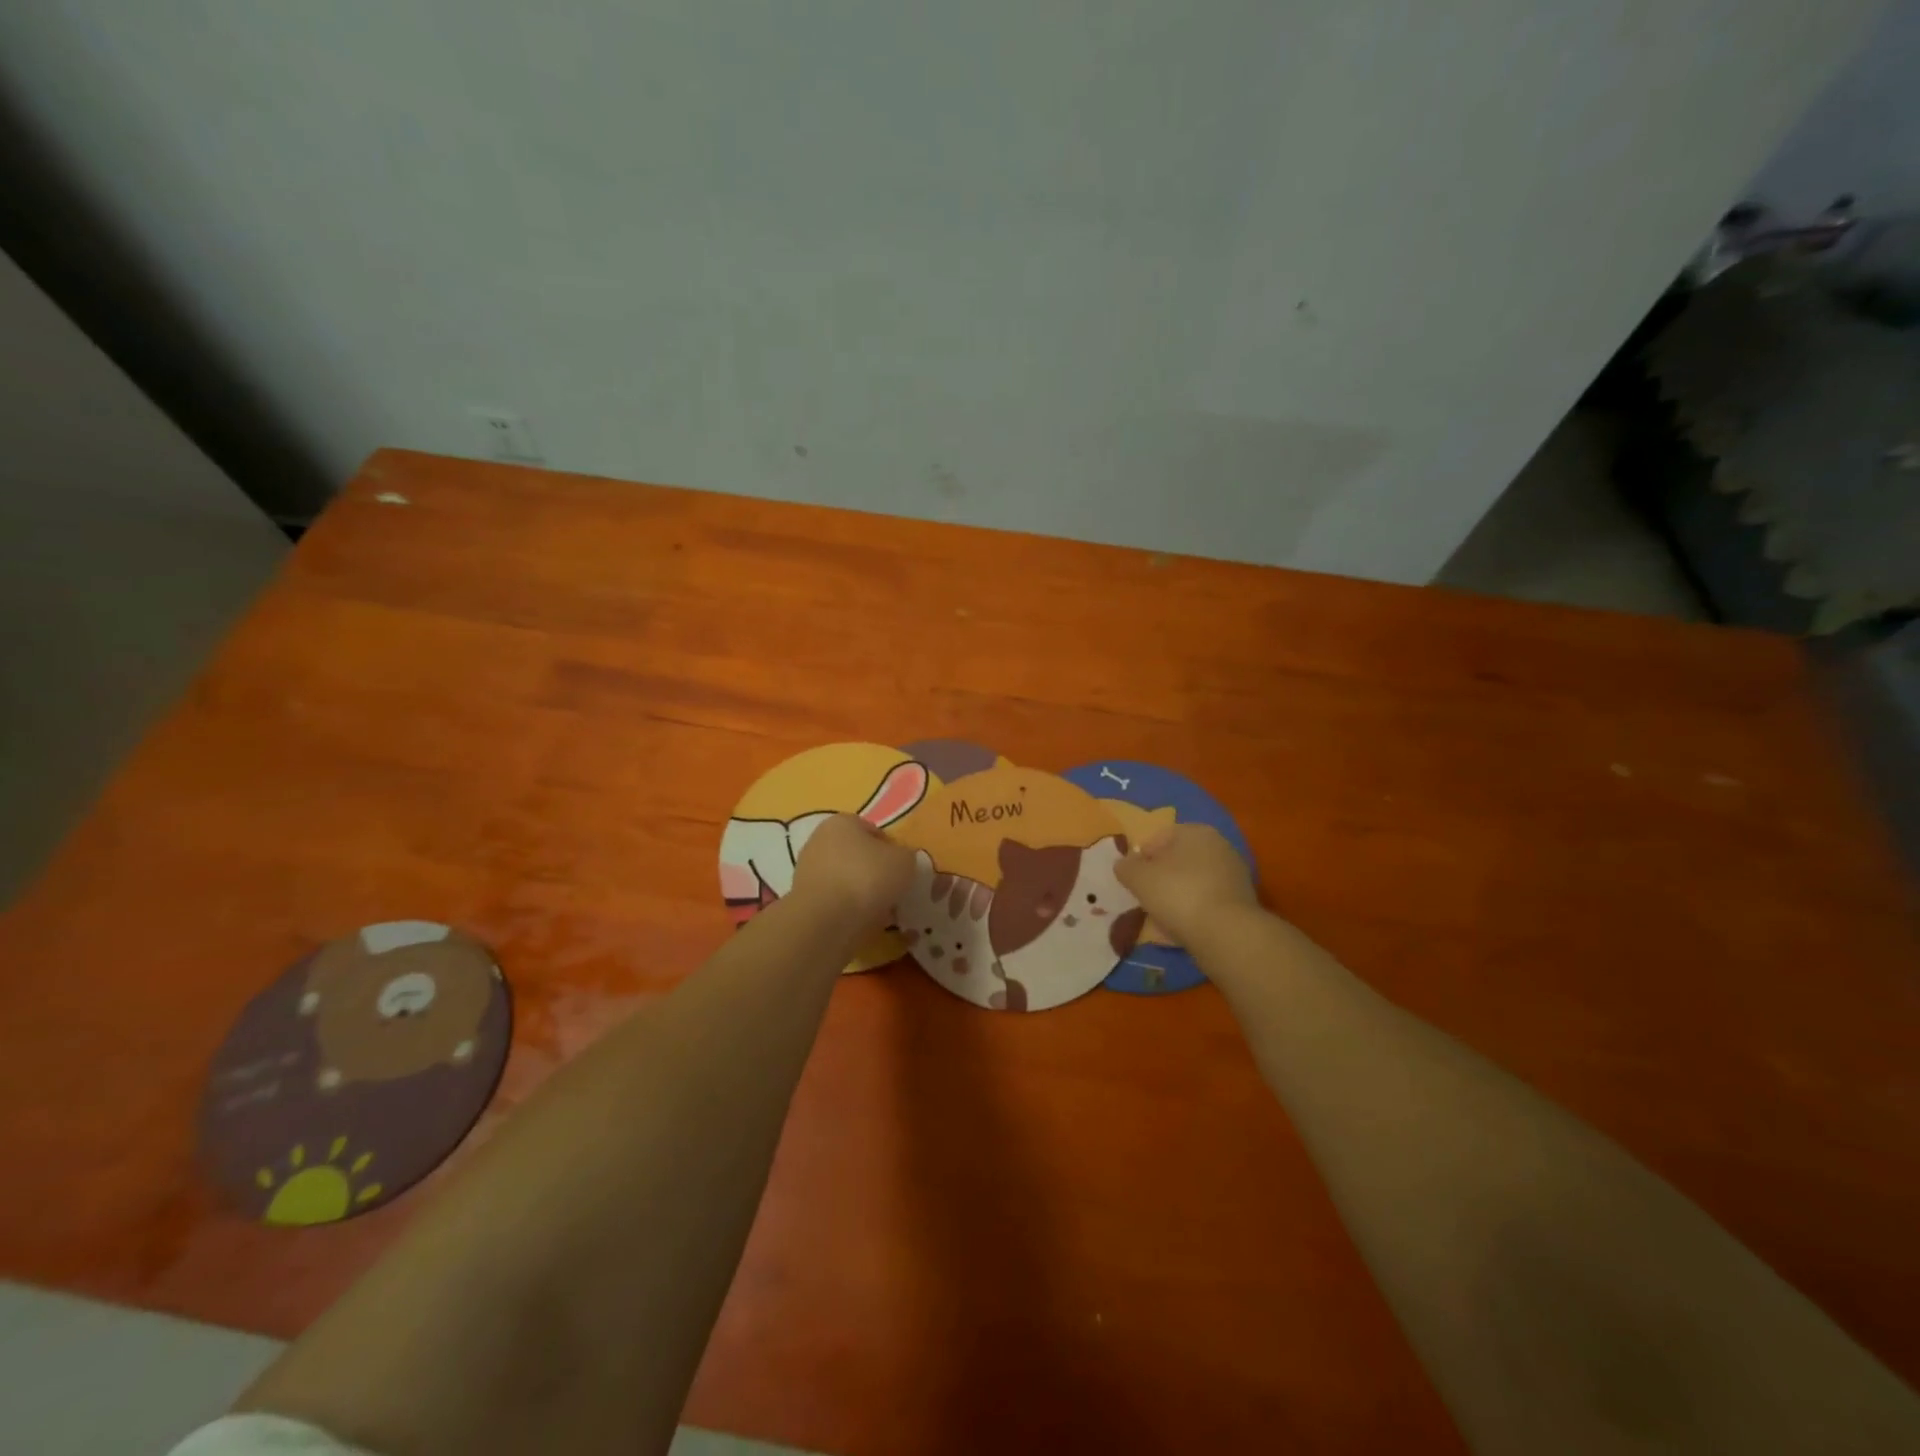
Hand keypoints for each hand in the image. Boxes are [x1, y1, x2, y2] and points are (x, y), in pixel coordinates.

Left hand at [789, 813, 915, 928]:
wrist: (826, 921)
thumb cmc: (867, 878)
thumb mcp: (905, 861)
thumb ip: (908, 857)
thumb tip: (903, 863)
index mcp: (842, 822)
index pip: (874, 831)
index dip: (893, 850)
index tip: (905, 871)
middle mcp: (820, 841)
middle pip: (859, 857)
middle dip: (877, 873)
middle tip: (896, 892)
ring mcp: (808, 872)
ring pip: (848, 881)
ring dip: (864, 894)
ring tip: (883, 913)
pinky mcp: (804, 901)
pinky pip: (837, 903)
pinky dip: (851, 911)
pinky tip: (864, 924)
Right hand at [1115, 823, 1258, 946]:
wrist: (1227, 934)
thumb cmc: (1178, 894)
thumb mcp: (1138, 878)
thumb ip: (1126, 867)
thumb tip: (1124, 864)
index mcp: (1195, 831)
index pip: (1158, 837)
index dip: (1141, 858)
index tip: (1132, 880)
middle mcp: (1219, 846)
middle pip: (1178, 860)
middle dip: (1160, 877)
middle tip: (1145, 898)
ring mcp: (1234, 874)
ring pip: (1193, 882)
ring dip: (1176, 896)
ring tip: (1161, 918)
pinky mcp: (1242, 902)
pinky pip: (1207, 902)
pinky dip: (1193, 912)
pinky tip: (1182, 929)